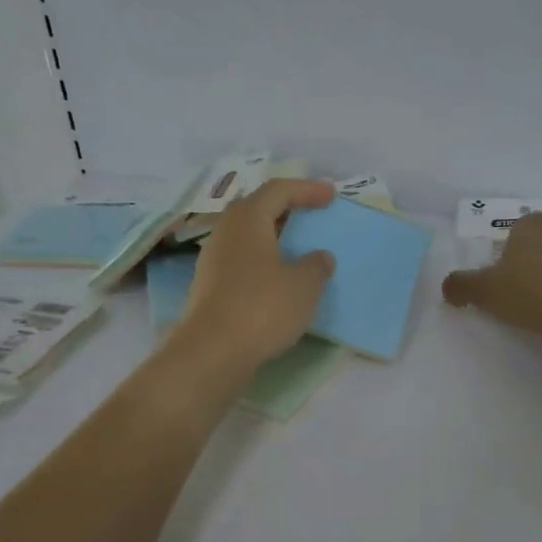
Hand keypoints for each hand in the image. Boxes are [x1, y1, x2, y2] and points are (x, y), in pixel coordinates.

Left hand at [174, 178, 336, 374]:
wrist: (212, 352)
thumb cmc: (262, 308)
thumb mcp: (304, 285)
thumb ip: (316, 265)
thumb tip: (319, 257)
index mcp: (248, 219)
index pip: (278, 190)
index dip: (306, 189)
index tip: (331, 196)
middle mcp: (225, 232)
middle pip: (256, 208)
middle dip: (285, 208)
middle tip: (309, 215)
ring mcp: (213, 260)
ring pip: (247, 236)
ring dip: (272, 236)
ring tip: (296, 248)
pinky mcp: (210, 286)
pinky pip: (241, 260)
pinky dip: (263, 260)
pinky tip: (277, 278)